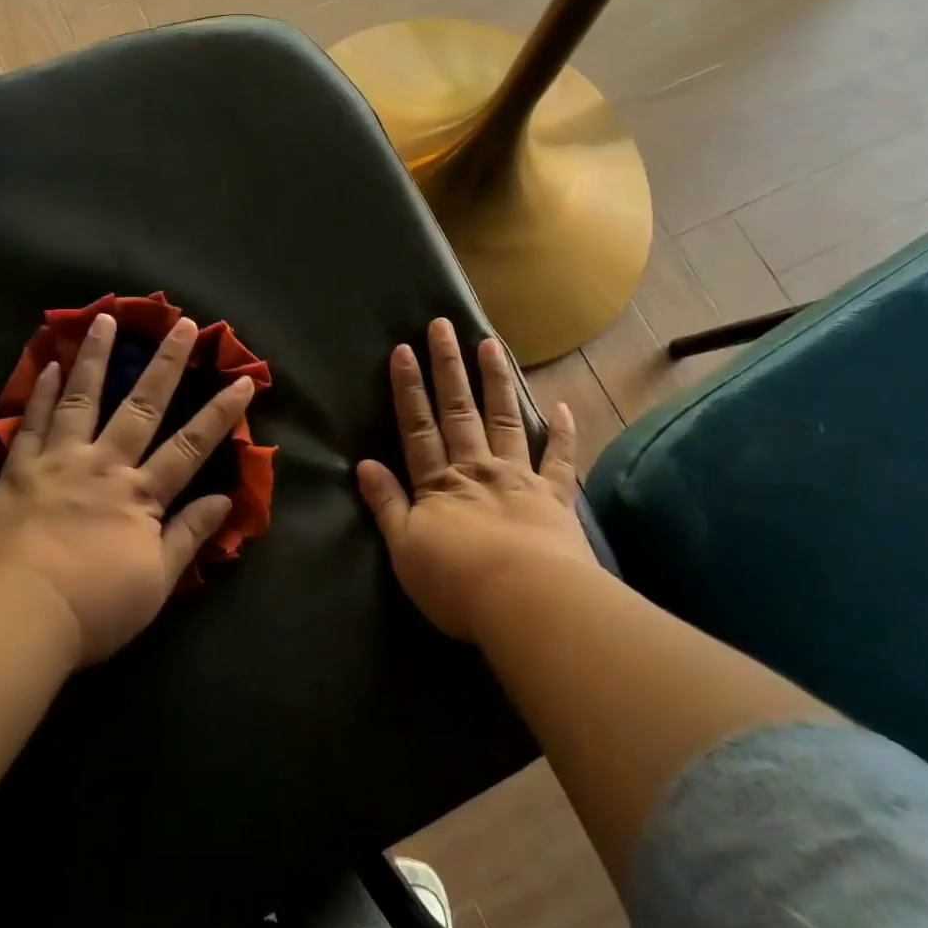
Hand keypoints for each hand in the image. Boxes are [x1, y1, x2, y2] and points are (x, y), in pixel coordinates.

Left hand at [0, 312, 253, 666]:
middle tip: (183, 324)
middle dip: (167, 364)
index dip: (220, 413)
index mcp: (141, 495)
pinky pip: (33, 422)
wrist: (15, 616)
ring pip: (83, 399)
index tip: (243, 380)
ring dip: (96, 357)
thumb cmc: (94, 608)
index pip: (190, 446)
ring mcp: (58, 462)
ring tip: (105, 319)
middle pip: (142, 407)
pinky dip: (43, 392)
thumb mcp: (156, 582)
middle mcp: (104, 466)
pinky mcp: (18, 470)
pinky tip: (50, 366)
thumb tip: (224, 499)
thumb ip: (188, 535)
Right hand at [356, 318, 592, 641]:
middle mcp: (476, 468)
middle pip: (458, 410)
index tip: (403, 350)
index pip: (417, 427)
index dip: (408, 389)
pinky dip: (561, 432)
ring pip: (504, 419)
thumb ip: (386, 504)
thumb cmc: (456, 582)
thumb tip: (364, 464)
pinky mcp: (554, 497)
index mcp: (438, 483)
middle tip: (443, 326)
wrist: (526, 601)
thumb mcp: (404, 548)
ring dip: (495, 381)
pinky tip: (563, 405)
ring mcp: (518, 477)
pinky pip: (558, 458)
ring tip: (491, 344)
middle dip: (448, 368)